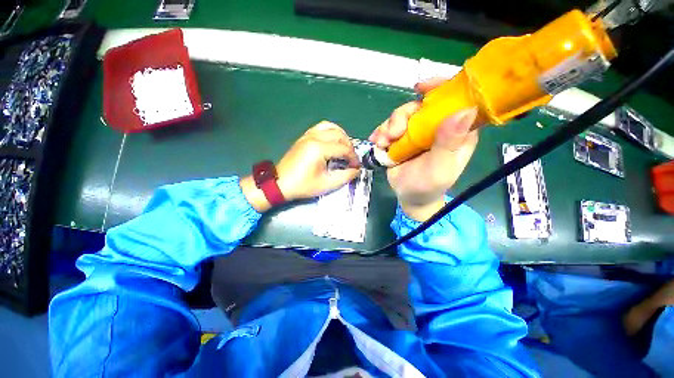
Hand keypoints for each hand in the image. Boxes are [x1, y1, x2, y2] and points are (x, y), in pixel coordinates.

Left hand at [241, 121, 359, 211]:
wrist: (280, 183)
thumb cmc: (303, 185)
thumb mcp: (326, 184)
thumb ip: (345, 176)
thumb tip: (357, 170)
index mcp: (319, 149)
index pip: (344, 148)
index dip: (353, 158)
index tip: (356, 167)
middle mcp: (314, 137)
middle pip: (339, 135)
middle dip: (349, 147)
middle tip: (351, 159)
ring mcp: (308, 135)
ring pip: (331, 127)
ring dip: (342, 136)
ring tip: (345, 148)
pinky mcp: (304, 137)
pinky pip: (321, 127)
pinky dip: (331, 131)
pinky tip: (333, 141)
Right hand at [369, 78, 478, 220]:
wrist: (409, 196)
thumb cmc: (429, 186)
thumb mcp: (440, 168)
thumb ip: (449, 143)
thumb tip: (464, 110)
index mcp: (457, 131)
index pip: (456, 100)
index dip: (441, 88)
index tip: (421, 87)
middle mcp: (437, 127)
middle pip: (420, 106)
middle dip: (402, 116)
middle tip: (392, 134)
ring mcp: (417, 132)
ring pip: (401, 115)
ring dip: (388, 127)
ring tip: (382, 143)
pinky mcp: (402, 138)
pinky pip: (389, 127)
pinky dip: (381, 133)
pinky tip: (377, 143)